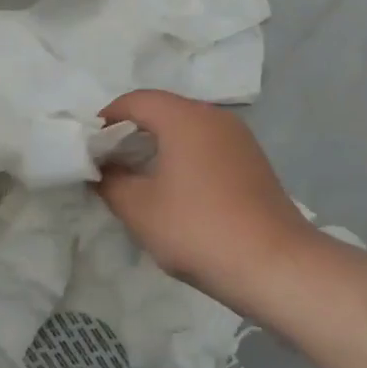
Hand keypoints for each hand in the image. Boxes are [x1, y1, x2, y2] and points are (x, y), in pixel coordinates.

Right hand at [97, 90, 315, 306]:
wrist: (277, 266)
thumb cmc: (199, 229)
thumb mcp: (140, 209)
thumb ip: (111, 182)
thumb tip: (102, 170)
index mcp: (184, 116)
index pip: (135, 101)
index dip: (107, 119)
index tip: (90, 148)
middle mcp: (213, 116)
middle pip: (162, 110)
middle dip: (132, 132)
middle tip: (110, 163)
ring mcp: (239, 138)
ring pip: (187, 128)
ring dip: (159, 145)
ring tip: (139, 178)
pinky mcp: (253, 161)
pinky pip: (207, 146)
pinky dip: (184, 157)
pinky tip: (177, 190)